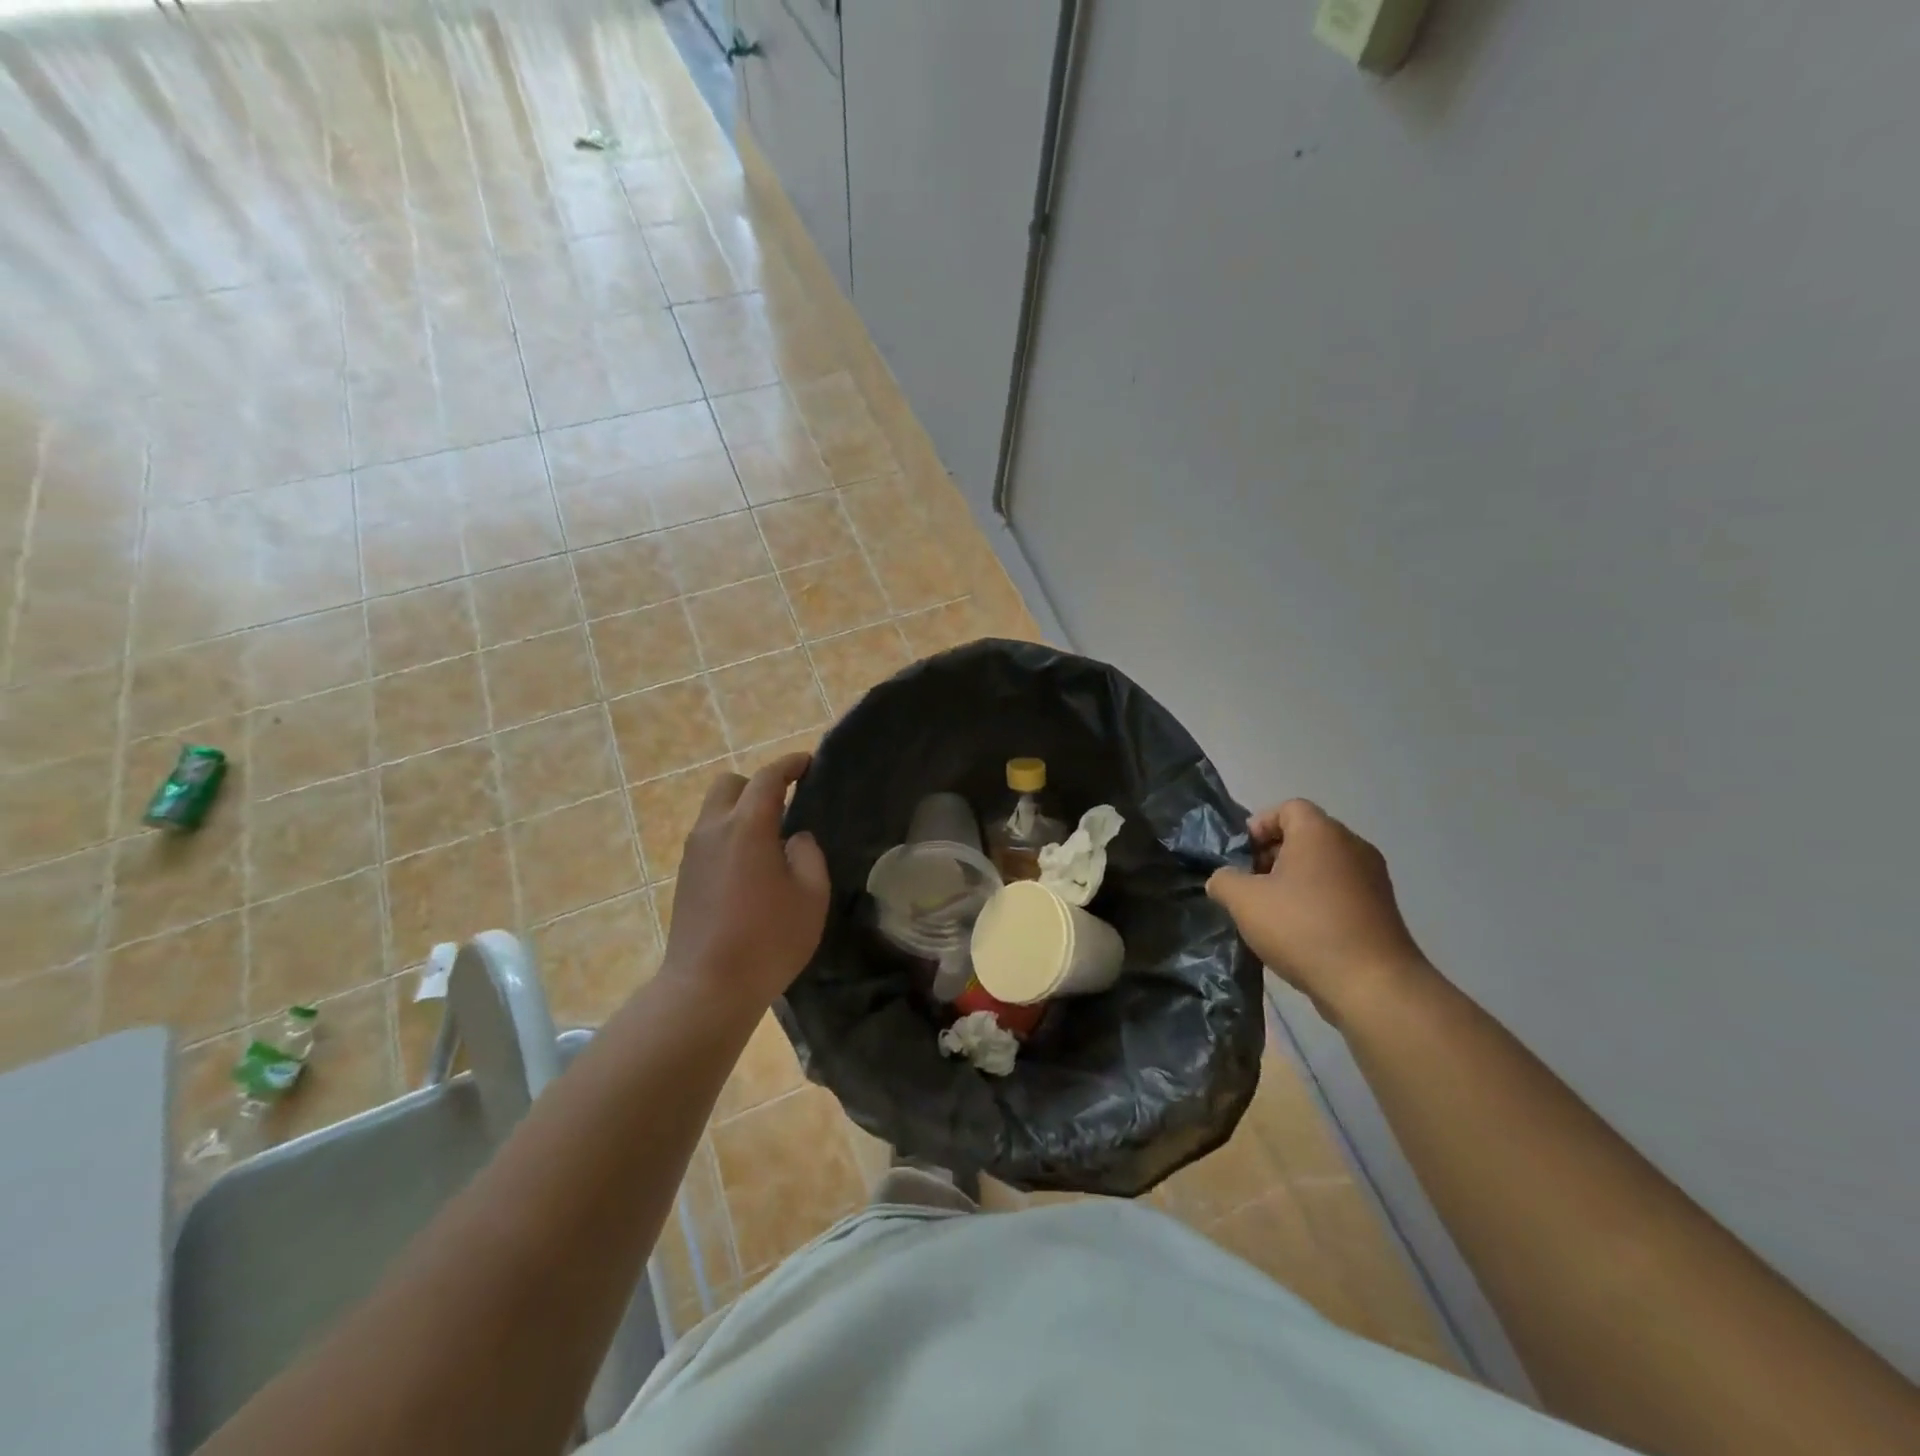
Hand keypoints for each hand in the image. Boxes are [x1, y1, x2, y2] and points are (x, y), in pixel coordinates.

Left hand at [661, 753, 830, 1008]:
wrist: (707, 988)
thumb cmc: (768, 940)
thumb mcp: (811, 896)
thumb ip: (808, 855)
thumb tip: (795, 838)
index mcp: (747, 827)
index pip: (768, 778)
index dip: (790, 764)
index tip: (808, 762)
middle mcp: (713, 830)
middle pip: (730, 785)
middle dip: (757, 785)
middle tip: (786, 805)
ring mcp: (693, 853)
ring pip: (714, 811)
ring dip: (741, 812)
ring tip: (771, 840)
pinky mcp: (685, 877)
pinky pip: (708, 837)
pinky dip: (729, 835)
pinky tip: (750, 866)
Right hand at [1206, 799, 1430, 1021]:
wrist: (1371, 985)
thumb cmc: (1302, 928)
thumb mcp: (1244, 901)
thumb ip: (1224, 880)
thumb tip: (1223, 879)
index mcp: (1320, 833)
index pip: (1287, 808)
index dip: (1259, 826)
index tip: (1241, 856)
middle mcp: (1352, 846)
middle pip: (1305, 836)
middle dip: (1272, 856)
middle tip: (1250, 886)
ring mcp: (1372, 878)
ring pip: (1323, 866)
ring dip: (1294, 881)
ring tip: (1271, 913)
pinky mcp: (1381, 910)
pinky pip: (1340, 891)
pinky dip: (1317, 901)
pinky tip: (1299, 933)